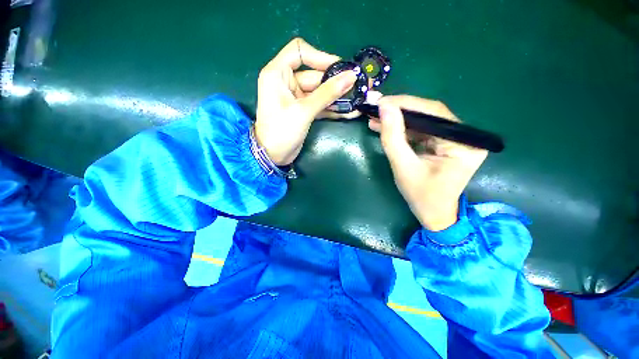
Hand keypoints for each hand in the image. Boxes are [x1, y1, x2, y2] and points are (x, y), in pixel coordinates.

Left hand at [255, 38, 357, 165]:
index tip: (340, 68)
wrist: (273, 156)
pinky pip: (320, 104)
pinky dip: (333, 108)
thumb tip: (351, 76)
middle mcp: (286, 82)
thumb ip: (327, 93)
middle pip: (315, 74)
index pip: (299, 51)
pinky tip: (349, 112)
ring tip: (358, 100)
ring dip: (338, 97)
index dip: (320, 56)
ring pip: (320, 91)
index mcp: (278, 73)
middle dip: (336, 82)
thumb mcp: (304, 111)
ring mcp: (296, 97)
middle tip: (358, 86)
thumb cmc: (281, 131)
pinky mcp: (303, 110)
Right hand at [368, 96, 487, 230]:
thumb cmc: (421, 196)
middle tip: (376, 108)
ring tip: (376, 117)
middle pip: (429, 115)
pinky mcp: (443, 143)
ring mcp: (454, 139)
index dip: (406, 104)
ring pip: (423, 121)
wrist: (433, 214)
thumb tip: (384, 108)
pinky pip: (421, 131)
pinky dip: (402, 129)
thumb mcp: (403, 167)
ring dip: (398, 119)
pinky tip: (385, 126)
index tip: (381, 102)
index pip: (434, 114)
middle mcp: (464, 137)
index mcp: (463, 144)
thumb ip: (393, 137)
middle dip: (400, 111)